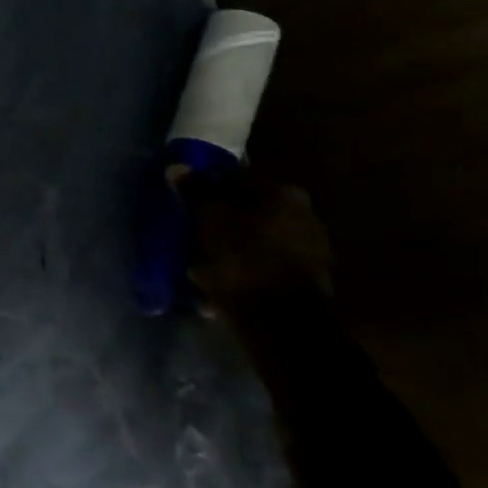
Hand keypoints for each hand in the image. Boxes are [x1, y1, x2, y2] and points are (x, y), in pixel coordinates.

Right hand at [178, 167, 331, 320]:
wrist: (280, 321)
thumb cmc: (241, 259)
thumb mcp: (209, 218)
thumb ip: (196, 191)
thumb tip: (177, 167)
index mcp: (284, 194)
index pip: (238, 179)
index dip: (209, 189)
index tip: (188, 203)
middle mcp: (304, 216)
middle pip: (249, 211)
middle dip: (222, 221)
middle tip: (193, 233)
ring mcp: (309, 251)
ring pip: (255, 240)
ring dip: (230, 248)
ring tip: (201, 263)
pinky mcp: (303, 282)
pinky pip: (263, 267)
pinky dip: (243, 271)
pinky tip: (221, 284)